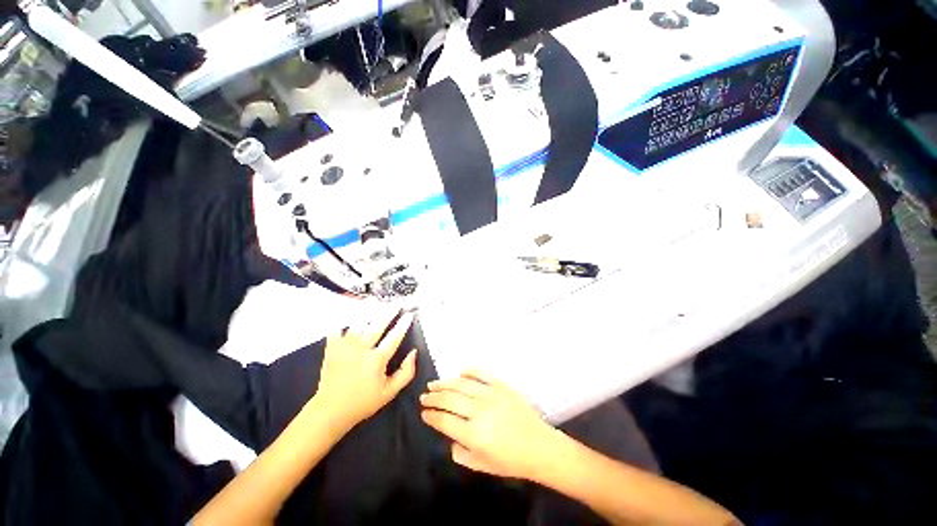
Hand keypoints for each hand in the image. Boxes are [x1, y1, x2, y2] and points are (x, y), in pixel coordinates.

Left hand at [313, 310, 417, 429]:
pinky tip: (348, 314)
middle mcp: (362, 349)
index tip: (410, 314)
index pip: (394, 337)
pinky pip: (337, 329)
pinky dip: (342, 320)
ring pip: (358, 323)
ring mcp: (345, 347)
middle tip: (396, 303)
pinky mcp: (332, 348)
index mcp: (377, 359)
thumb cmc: (363, 402)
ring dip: (367, 310)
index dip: (403, 324)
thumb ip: (406, 372)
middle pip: (378, 325)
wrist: (330, 410)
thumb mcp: (390, 392)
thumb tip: (414, 352)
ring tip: (374, 301)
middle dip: (389, 312)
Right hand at [420, 371, 555, 479]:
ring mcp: (491, 395)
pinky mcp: (501, 386)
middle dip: (433, 397)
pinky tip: (460, 371)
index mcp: (473, 435)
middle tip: (424, 396)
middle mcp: (479, 411)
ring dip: (445, 383)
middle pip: (449, 399)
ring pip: (462, 384)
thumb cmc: (510, 461)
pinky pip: (482, 374)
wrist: (539, 447)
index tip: (423, 413)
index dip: (431, 416)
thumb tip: (450, 435)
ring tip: (434, 384)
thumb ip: (460, 453)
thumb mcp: (481, 466)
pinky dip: (469, 370)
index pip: (444, 420)